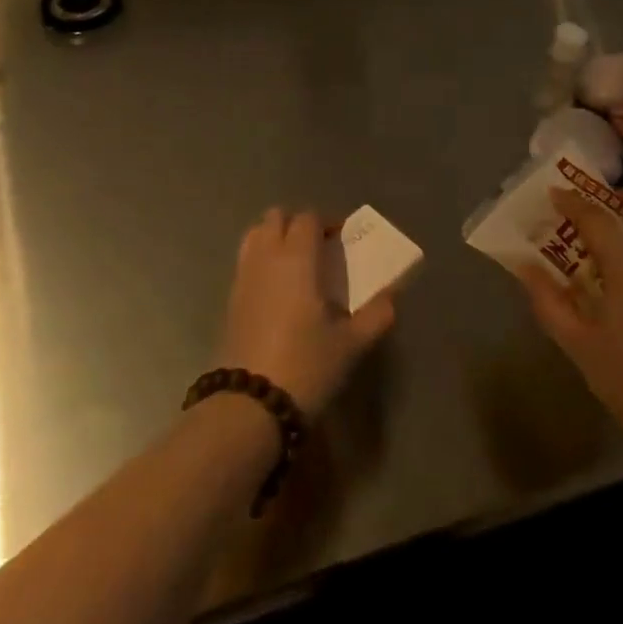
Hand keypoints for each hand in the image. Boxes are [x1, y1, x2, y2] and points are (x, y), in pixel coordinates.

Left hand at [216, 208, 395, 414]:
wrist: (250, 406)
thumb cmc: (306, 365)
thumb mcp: (351, 344)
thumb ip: (377, 315)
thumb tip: (393, 296)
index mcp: (298, 259)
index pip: (308, 218)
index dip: (327, 222)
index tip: (342, 238)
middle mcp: (267, 258)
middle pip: (275, 217)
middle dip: (297, 223)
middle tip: (319, 246)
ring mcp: (243, 277)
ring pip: (254, 235)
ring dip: (275, 237)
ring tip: (296, 263)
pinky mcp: (229, 300)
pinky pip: (245, 261)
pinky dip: (261, 260)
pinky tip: (278, 289)